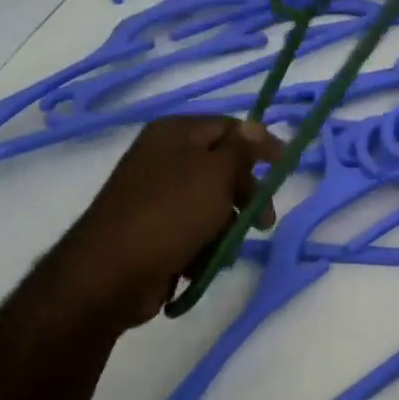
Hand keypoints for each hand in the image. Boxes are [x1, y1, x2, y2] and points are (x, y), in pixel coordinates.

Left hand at [55, 116, 284, 331]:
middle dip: (246, 195)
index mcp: (175, 133)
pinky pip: (194, 230)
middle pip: (223, 168)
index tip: (287, 165)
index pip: (230, 127)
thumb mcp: (215, 174)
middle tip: (264, 221)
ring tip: (224, 249)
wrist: (111, 274)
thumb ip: (241, 149)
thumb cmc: (170, 214)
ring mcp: (157, 195)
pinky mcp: (154, 229)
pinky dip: (204, 245)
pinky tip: (202, 263)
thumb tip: (255, 125)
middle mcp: (164, 157)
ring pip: (212, 204)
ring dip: (227, 227)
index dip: (261, 144)